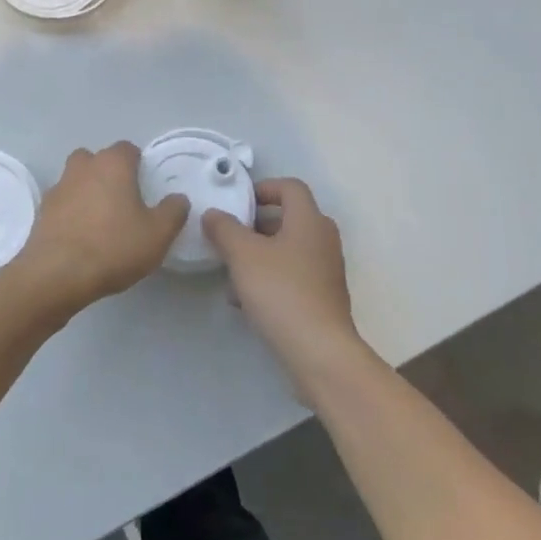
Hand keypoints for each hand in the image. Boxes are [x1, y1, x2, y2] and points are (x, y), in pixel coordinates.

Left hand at [4, 143, 188, 318]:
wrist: (57, 274)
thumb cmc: (113, 247)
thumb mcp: (157, 234)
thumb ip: (173, 212)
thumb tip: (178, 199)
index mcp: (112, 164)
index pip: (127, 149)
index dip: (138, 164)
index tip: (145, 185)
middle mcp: (83, 167)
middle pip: (97, 159)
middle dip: (108, 173)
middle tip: (123, 200)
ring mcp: (59, 187)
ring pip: (76, 178)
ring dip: (87, 190)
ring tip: (101, 219)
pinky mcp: (43, 211)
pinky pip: (63, 202)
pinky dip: (71, 211)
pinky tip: (81, 235)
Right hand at [203, 178, 368, 389]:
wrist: (319, 352)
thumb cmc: (281, 291)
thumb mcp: (243, 255)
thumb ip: (224, 229)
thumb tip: (214, 214)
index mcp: (309, 220)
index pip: (290, 187)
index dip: (263, 188)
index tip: (238, 203)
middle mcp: (323, 239)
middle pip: (288, 218)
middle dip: (255, 225)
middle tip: (229, 236)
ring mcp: (326, 270)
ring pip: (287, 249)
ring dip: (259, 254)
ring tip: (231, 272)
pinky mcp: (323, 298)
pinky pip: (292, 275)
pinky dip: (270, 278)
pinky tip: (244, 300)